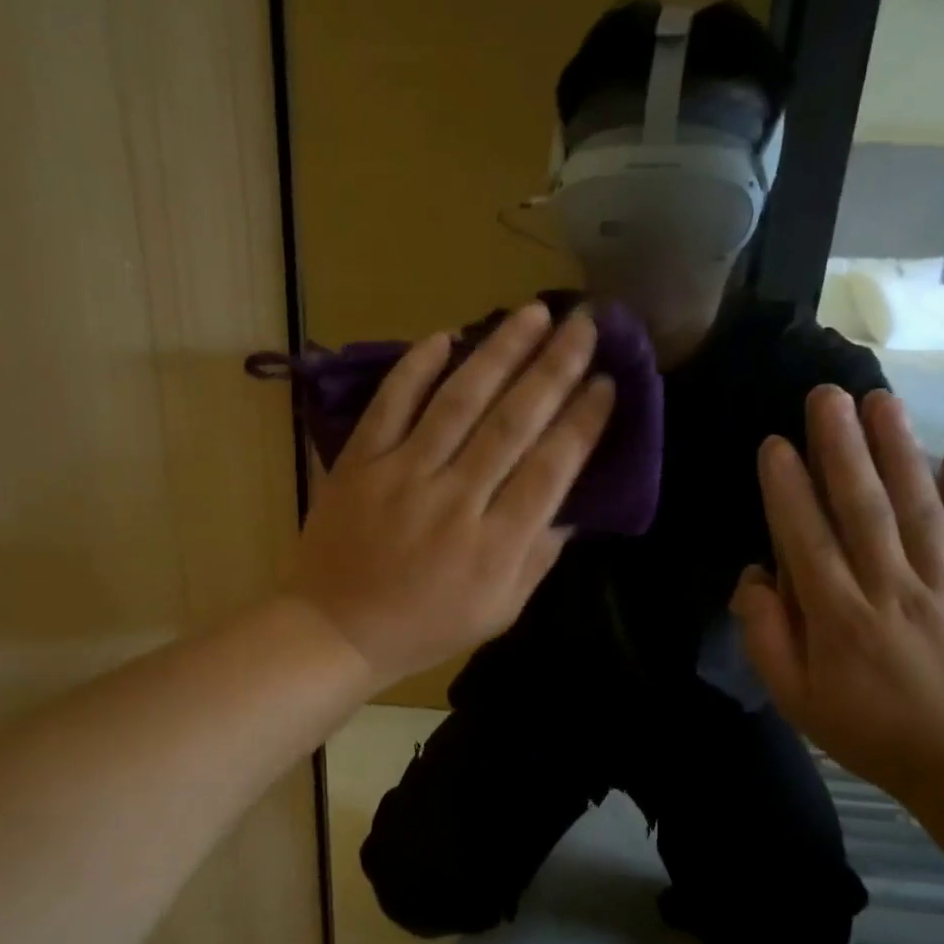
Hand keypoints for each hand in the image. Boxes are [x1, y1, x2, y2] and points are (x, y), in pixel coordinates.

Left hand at [292, 303, 615, 686]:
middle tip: (584, 324)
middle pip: (514, 422)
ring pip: (459, 401)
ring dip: (500, 352)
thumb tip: (572, 506)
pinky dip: (416, 368)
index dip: (583, 421)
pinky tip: (446, 336)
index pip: (552, 468)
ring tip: (533, 314)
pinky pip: (391, 404)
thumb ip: (539, 557)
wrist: (336, 630)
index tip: (607, 381)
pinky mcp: (360, 462)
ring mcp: (403, 475)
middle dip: (555, 368)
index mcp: (496, 544)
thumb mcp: (500, 611)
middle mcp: (456, 500)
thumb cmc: (427, 627)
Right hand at [731, 386, 943, 795]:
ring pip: (919, 511)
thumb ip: (767, 634)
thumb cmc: (862, 727)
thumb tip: (756, 574)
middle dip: (842, 448)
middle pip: (864, 511)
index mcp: (838, 621)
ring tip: (880, 401)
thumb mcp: (793, 696)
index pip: (807, 542)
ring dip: (899, 451)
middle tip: (827, 395)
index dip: (788, 490)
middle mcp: (890, 593)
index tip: (775, 443)